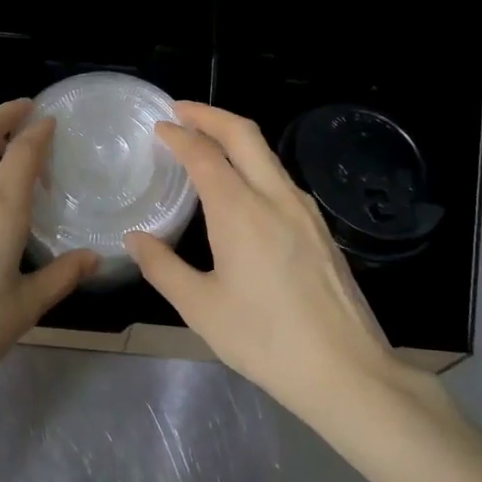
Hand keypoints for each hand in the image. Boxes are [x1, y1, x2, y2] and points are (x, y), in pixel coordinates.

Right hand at [126, 102, 442, 419]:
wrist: (346, 370)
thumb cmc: (265, 340)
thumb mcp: (201, 308)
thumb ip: (162, 267)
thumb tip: (135, 238)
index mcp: (240, 212)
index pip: (204, 155)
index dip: (179, 135)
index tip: (158, 127)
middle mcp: (276, 198)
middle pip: (244, 134)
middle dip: (209, 114)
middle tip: (180, 110)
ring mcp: (305, 211)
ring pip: (267, 155)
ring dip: (235, 138)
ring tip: (206, 144)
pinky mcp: (320, 229)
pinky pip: (281, 180)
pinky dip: (254, 165)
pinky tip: (242, 188)